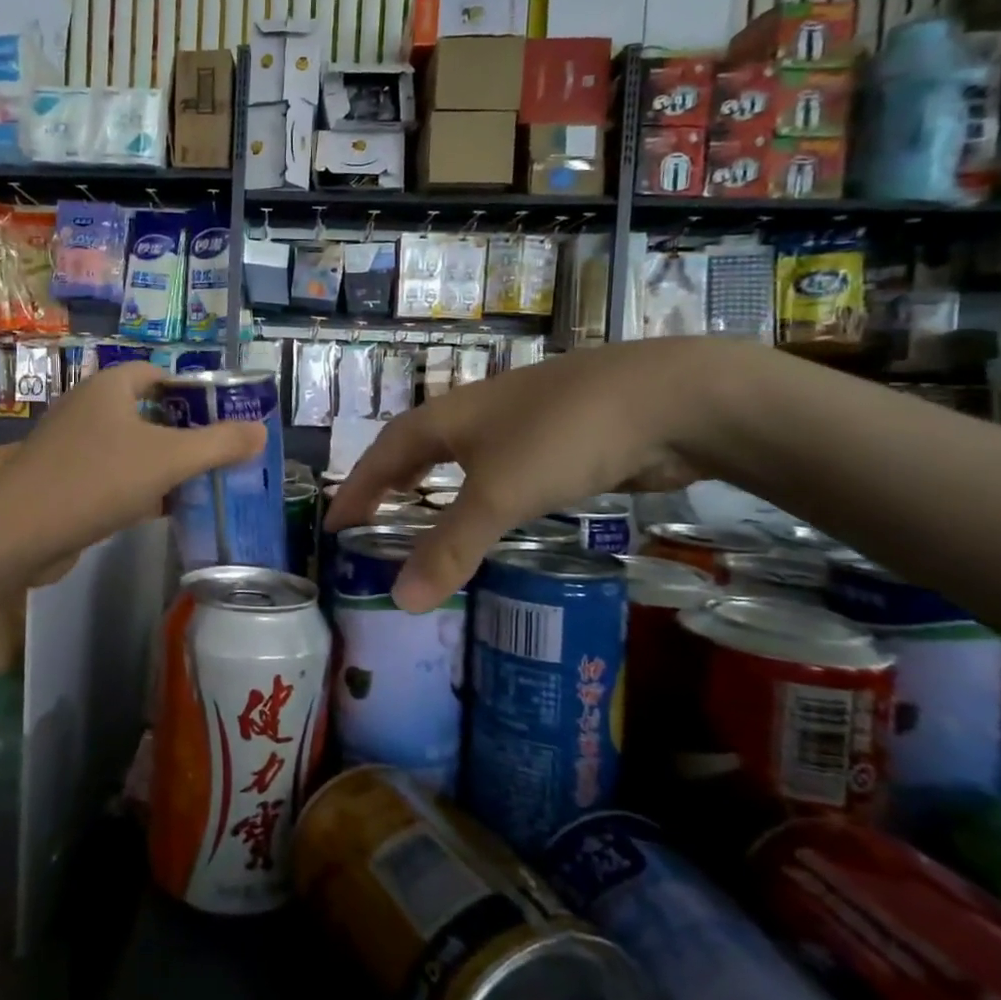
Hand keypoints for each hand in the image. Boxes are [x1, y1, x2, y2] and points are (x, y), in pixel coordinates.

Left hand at [0, 363, 265, 568]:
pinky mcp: (62, 481)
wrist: (19, 531)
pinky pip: (110, 476)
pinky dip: (136, 487)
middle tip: (216, 454)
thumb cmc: (98, 479)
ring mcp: (71, 446)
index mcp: (109, 388)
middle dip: (182, 432)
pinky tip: (160, 511)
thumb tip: (260, 431)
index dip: (191, 391)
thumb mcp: (169, 459)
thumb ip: (218, 444)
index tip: (220, 417)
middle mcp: (87, 408)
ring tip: (198, 483)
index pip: (156, 373)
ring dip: (160, 463)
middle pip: (145, 411)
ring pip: (128, 447)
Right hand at [326, 340, 738, 611]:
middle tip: (370, 518)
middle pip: (417, 448)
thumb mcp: (498, 495)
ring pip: (462, 457)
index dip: (357, 488)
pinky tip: (494, 511)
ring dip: (435, 485)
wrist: (666, 399)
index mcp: (448, 418)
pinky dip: (481, 493)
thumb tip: (398, 600)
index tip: (334, 523)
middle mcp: (477, 415)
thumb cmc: (562, 437)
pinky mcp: (560, 439)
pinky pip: (501, 470)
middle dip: (389, 482)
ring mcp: (521, 422)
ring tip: (420, 514)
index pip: (384, 454)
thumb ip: (449, 548)